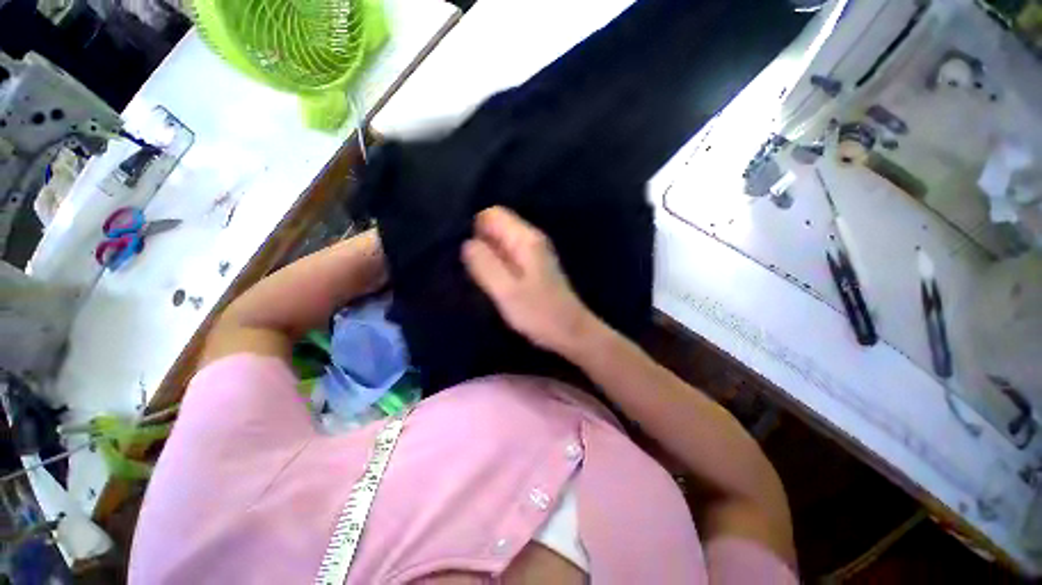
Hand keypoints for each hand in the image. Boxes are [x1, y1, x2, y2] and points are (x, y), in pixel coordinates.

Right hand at [462, 206, 595, 355]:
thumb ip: (484, 264)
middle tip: (472, 270)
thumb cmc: (538, 312)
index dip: (475, 230)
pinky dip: (497, 263)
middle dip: (480, 241)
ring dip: (487, 254)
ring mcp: (534, 252)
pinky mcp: (534, 266)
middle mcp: (531, 238)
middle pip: (496, 224)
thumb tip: (467, 243)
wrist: (571, 332)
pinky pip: (508, 253)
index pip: (492, 214)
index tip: (468, 256)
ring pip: (501, 240)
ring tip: (479, 277)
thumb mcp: (505, 290)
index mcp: (525, 238)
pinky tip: (494, 283)